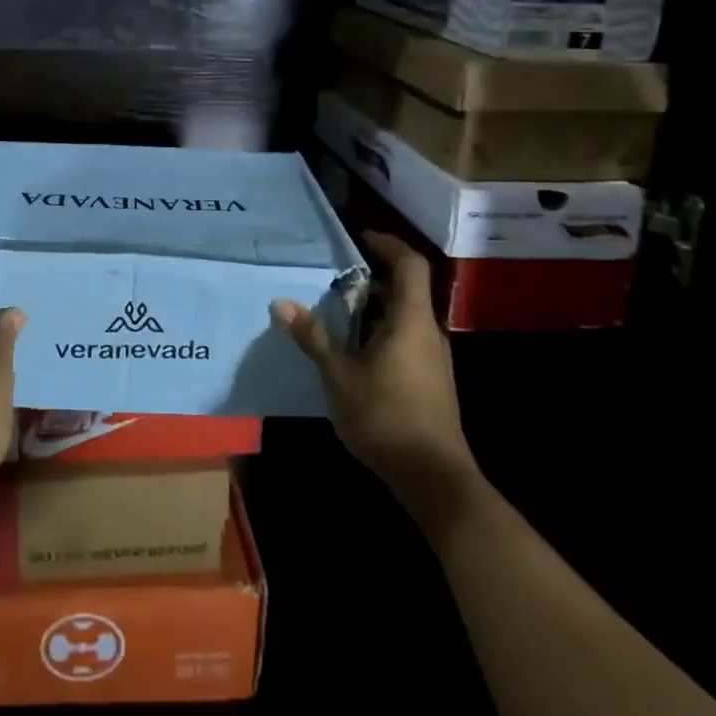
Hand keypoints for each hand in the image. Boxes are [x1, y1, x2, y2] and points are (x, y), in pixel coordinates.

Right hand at [272, 230, 480, 531]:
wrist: (433, 477)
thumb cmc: (385, 416)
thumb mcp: (339, 375)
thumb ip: (313, 336)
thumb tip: (282, 303)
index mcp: (411, 320)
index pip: (409, 265)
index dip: (388, 244)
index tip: (360, 238)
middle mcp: (428, 332)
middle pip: (405, 290)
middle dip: (370, 280)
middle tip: (333, 280)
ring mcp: (433, 358)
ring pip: (404, 317)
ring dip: (373, 309)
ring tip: (336, 314)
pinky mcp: (431, 380)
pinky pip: (405, 338)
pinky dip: (380, 331)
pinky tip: (353, 352)